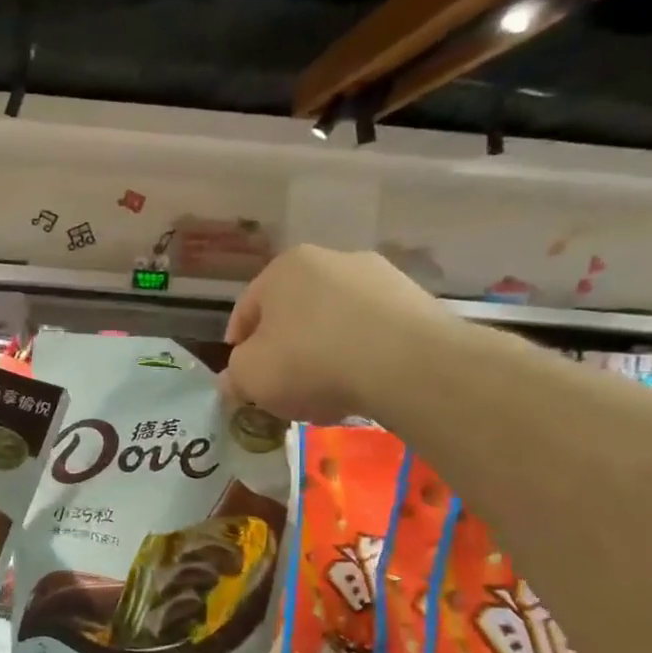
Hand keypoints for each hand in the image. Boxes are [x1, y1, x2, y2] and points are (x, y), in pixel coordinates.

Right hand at [223, 245, 453, 421]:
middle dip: (285, 349)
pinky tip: (363, 386)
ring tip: (326, 393)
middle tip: (283, 388)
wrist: (409, 366)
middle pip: (294, 313)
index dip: (238, 348)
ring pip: (335, 322)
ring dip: (325, 352)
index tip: (242, 378)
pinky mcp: (417, 302)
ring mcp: (380, 277)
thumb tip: (235, 380)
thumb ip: (234, 375)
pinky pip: (374, 333)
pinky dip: (363, 356)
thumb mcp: (249, 376)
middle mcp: (332, 259)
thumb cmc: (311, 361)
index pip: (246, 310)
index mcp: (283, 268)